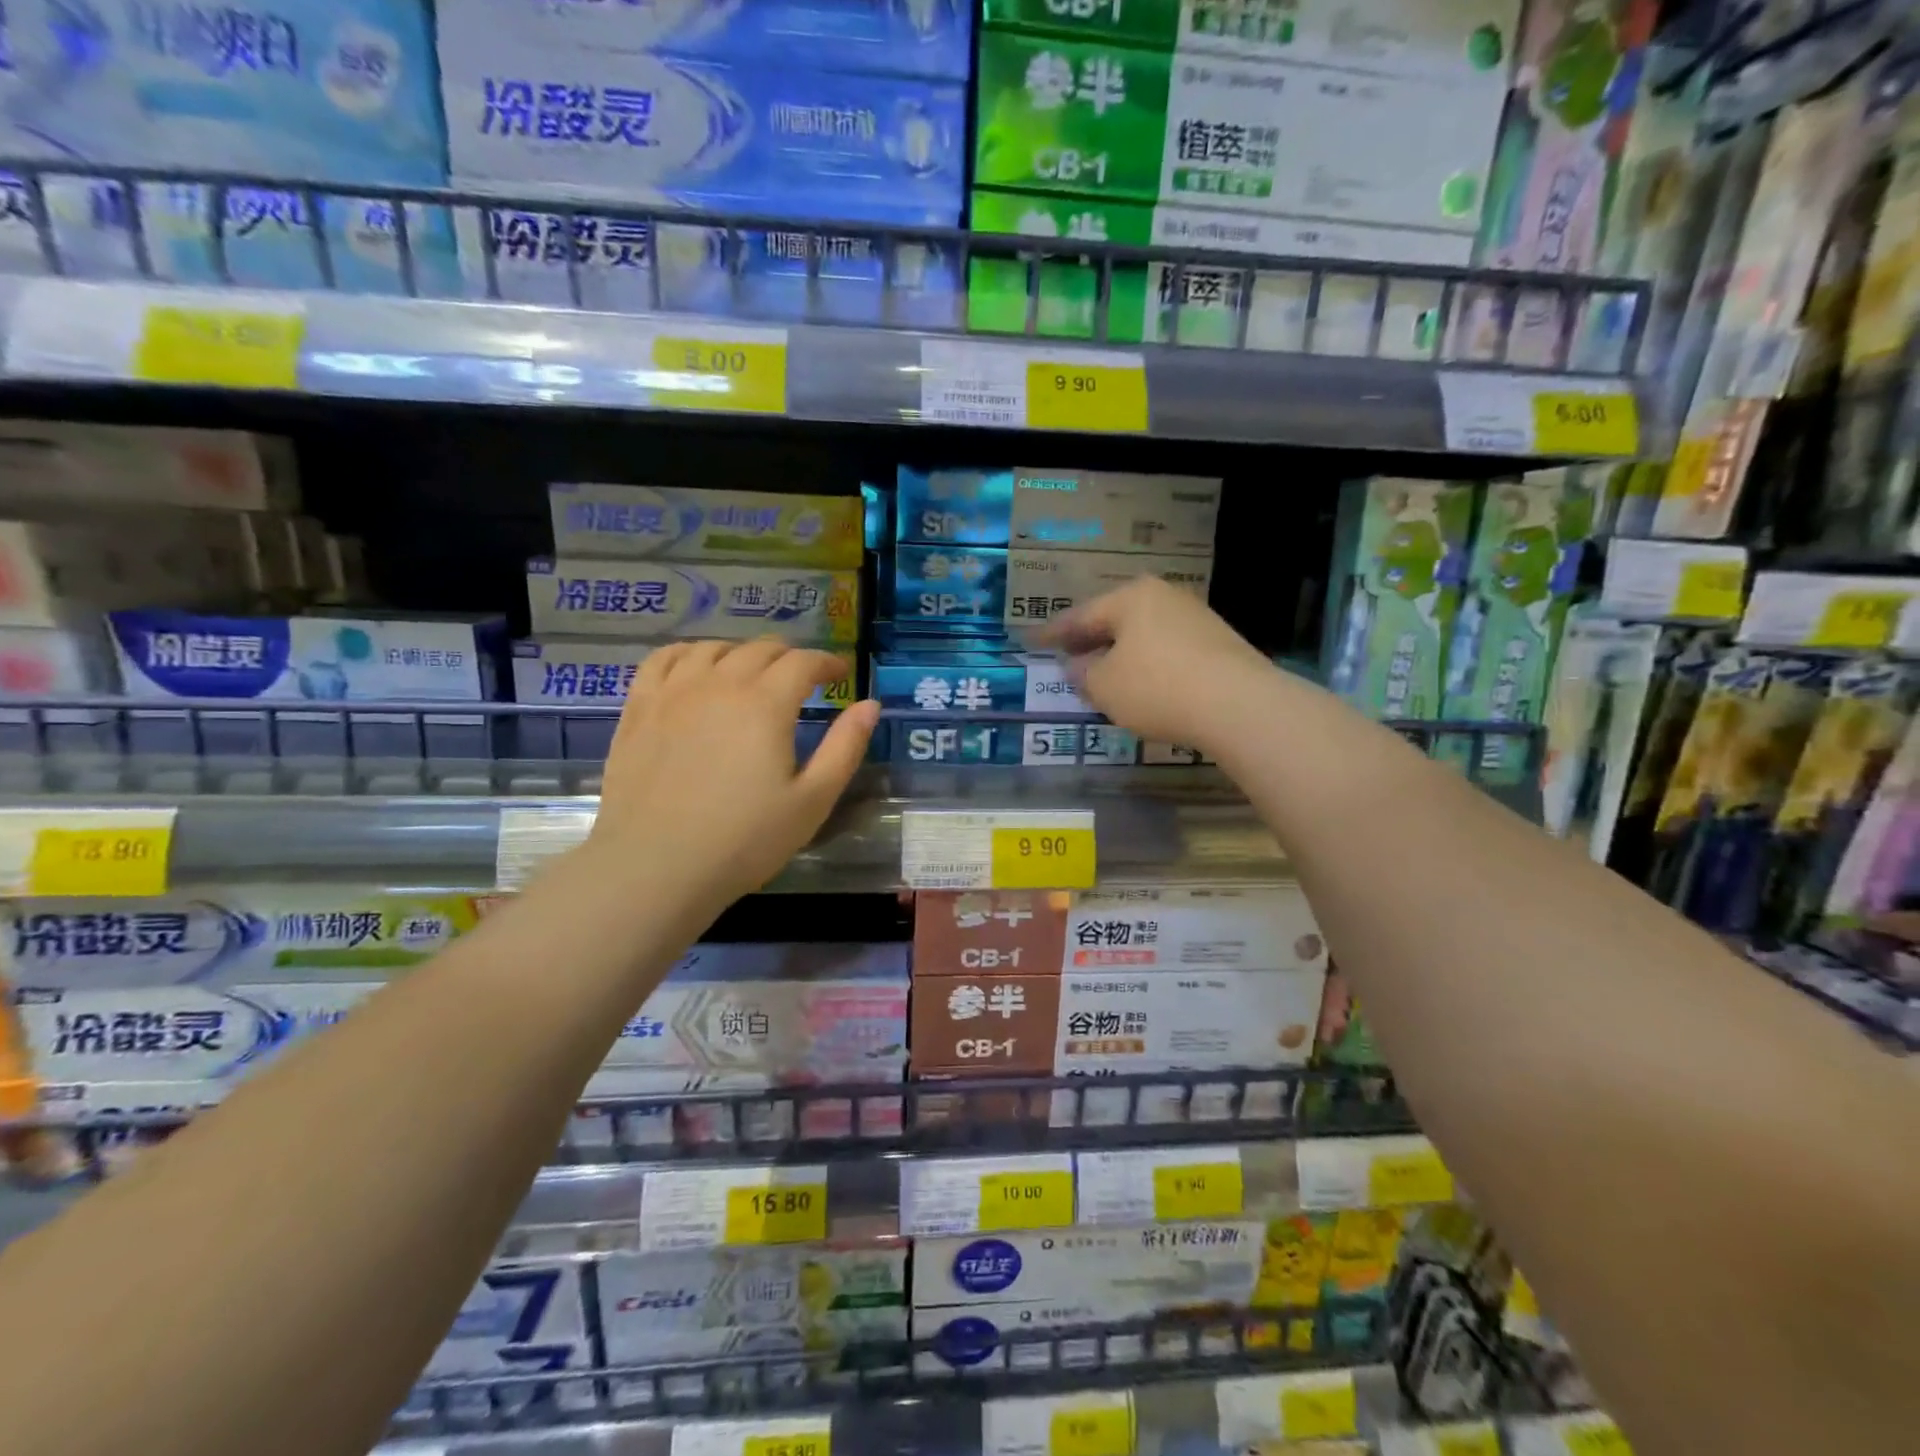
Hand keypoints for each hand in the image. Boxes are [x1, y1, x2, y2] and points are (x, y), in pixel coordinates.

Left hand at [587, 640, 878, 907]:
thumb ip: (845, 747)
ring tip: (752, 673)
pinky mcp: (639, 708)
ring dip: (742, 653)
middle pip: (760, 649)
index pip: (803, 662)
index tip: (840, 674)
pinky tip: (696, 668)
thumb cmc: (744, 840)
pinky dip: (689, 653)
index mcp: (766, 704)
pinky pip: (663, 659)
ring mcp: (673, 692)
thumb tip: (870, 704)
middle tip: (802, 679)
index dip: (827, 662)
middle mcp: (720, 684)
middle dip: (789, 657)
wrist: (655, 867)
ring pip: (713, 648)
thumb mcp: (812, 800)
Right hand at [1035, 577, 1273, 750]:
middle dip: (1091, 640)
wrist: (1239, 705)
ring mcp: (1196, 618)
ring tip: (1103, 675)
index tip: (1033, 641)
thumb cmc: (1156, 688)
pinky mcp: (1219, 645)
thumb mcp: (1104, 686)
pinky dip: (1148, 665)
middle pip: (1116, 620)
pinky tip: (1143, 685)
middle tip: (1068, 656)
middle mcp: (1164, 597)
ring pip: (1144, 635)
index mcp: (1131, 598)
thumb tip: (1078, 664)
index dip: (1054, 633)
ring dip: (1121, 654)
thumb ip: (1082, 673)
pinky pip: (1168, 651)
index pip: (1081, 615)